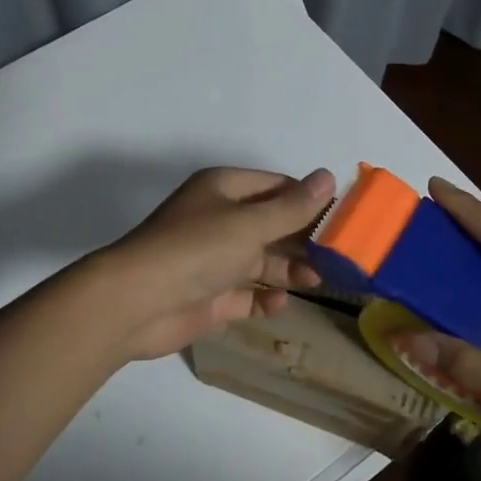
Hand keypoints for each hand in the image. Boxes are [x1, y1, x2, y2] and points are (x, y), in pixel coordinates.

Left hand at [95, 166, 336, 361]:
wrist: (136, 303)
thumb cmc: (196, 250)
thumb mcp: (249, 224)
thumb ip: (292, 207)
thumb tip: (327, 177)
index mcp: (224, 190)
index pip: (276, 186)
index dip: (309, 199)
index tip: (344, 217)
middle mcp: (220, 220)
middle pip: (272, 225)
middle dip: (303, 239)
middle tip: (341, 255)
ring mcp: (215, 260)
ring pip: (262, 261)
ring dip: (290, 270)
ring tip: (319, 280)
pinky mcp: (211, 296)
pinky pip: (247, 295)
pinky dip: (265, 298)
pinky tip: (281, 303)